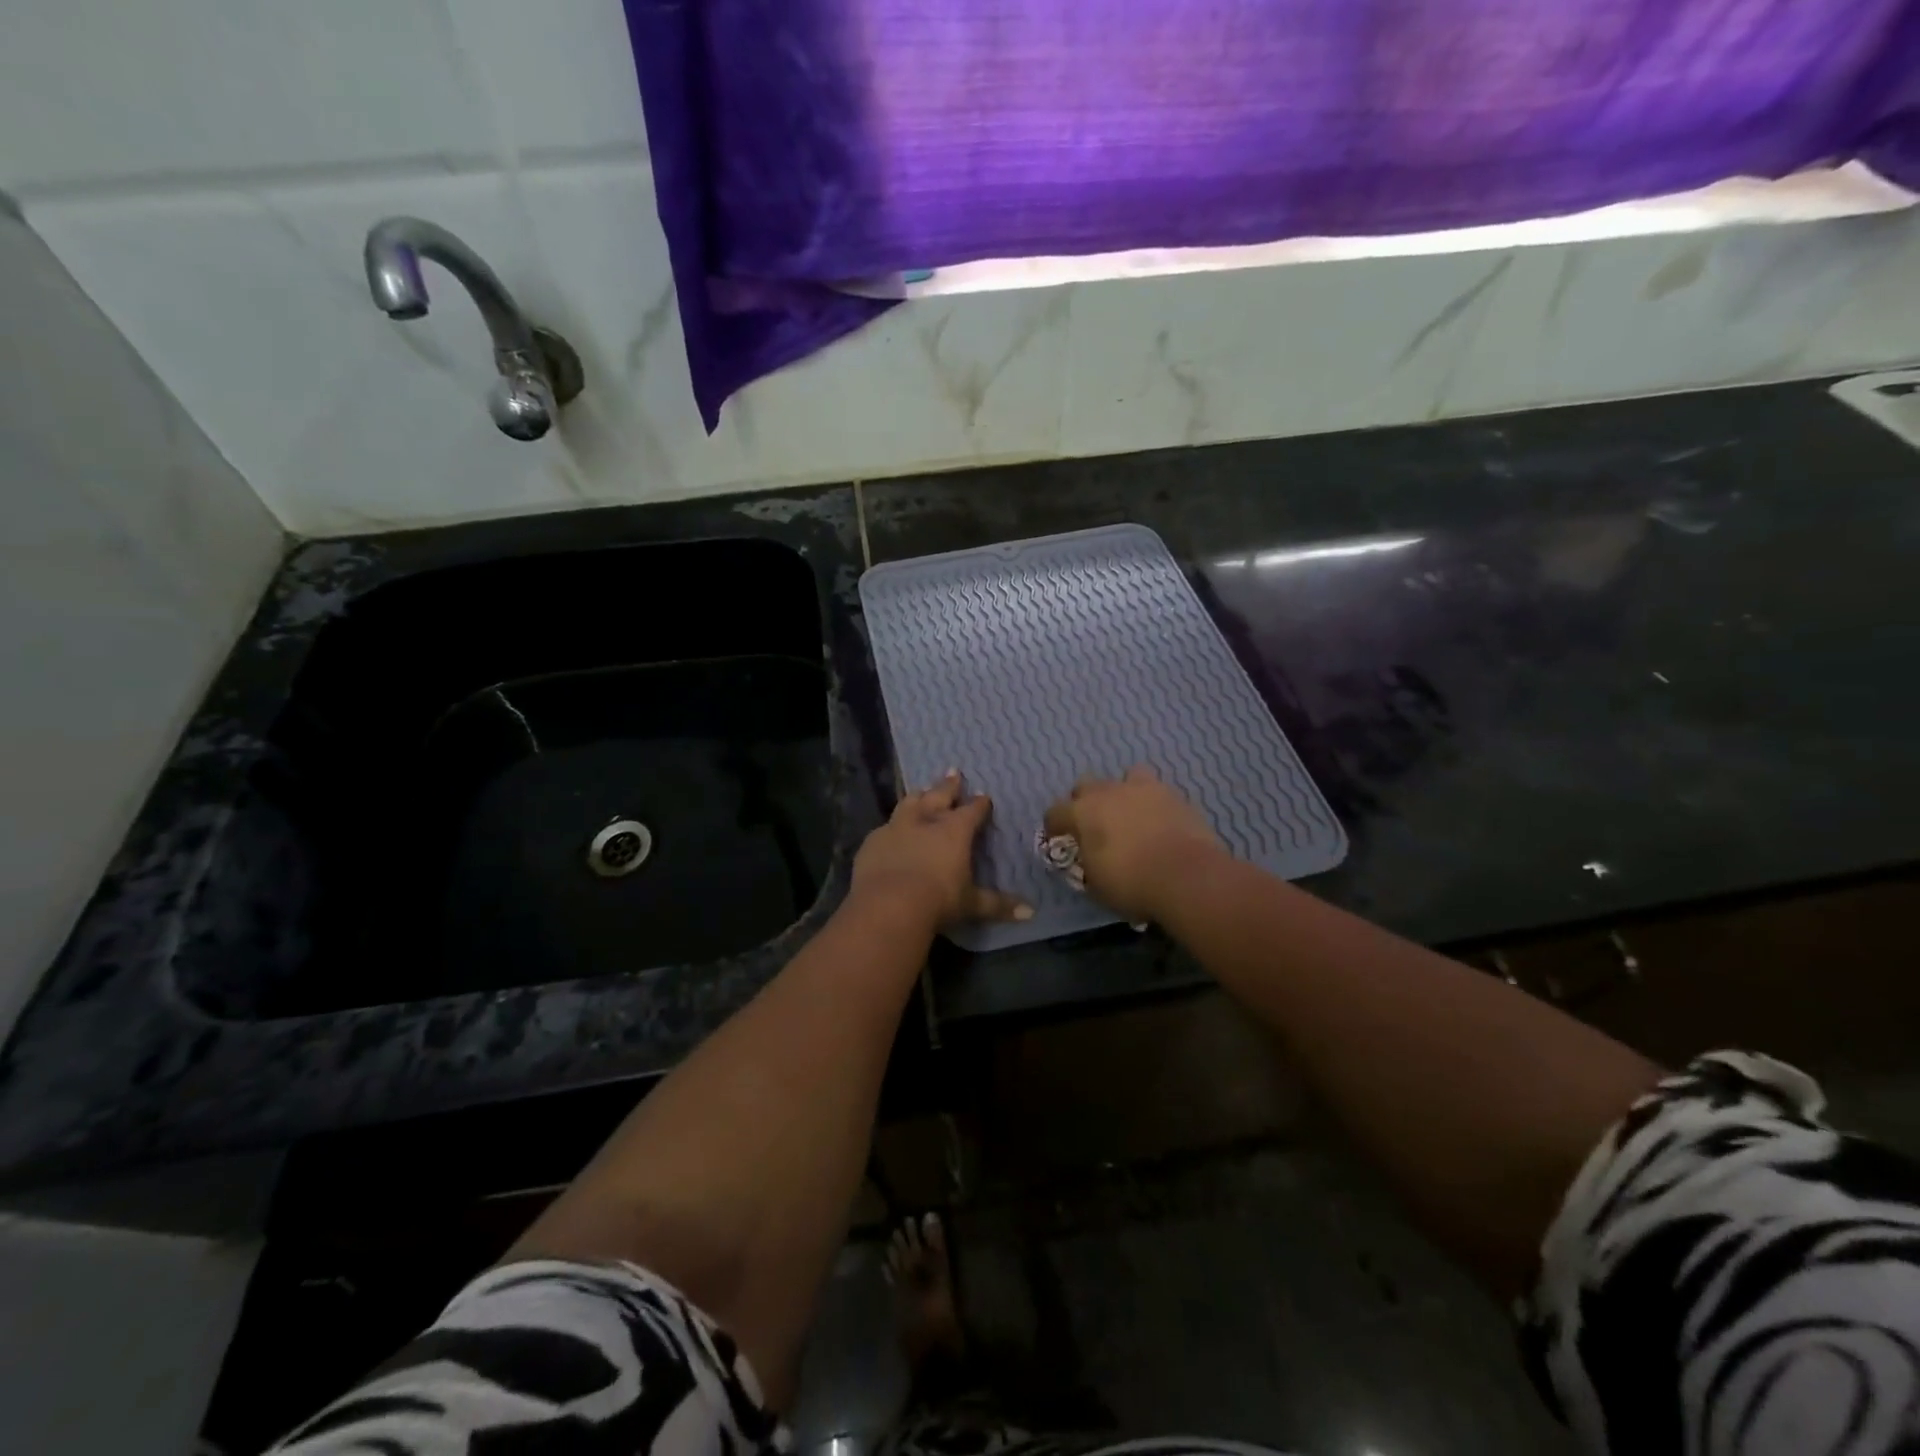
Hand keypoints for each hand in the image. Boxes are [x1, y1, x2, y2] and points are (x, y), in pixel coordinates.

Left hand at [851, 771, 1032, 930]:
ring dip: (918, 796)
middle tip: (953, 772)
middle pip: (940, 795)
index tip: (984, 797)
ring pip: (910, 803)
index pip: (972, 811)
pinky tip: (889, 829)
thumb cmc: (938, 901)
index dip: (979, 804)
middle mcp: (926, 821)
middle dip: (949, 785)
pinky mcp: (873, 841)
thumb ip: (998, 905)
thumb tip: (1031, 912)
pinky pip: (885, 827)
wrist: (888, 905)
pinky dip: (891, 826)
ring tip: (922, 790)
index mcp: (955, 831)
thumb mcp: (971, 904)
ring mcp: (896, 828)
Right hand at [1043, 766, 1226, 920]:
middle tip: (1093, 824)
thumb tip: (1088, 857)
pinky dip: (1154, 804)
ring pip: (1126, 777)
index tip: (1057, 839)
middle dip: (1085, 801)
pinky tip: (1159, 822)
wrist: (1188, 876)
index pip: (1056, 812)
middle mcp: (1109, 792)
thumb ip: (1087, 864)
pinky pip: (1157, 792)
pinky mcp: (1175, 795)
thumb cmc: (1132, 883)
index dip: (1053, 826)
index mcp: (1083, 812)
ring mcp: (1144, 789)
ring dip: (1123, 792)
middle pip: (1087, 785)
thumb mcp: (1096, 884)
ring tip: (1130, 814)